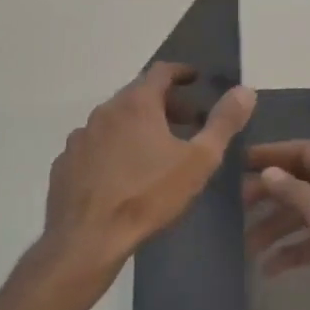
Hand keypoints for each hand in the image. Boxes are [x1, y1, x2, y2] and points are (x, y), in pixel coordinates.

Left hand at [38, 63, 255, 298]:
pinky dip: (112, 147)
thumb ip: (223, 123)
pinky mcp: (65, 162)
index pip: (161, 72)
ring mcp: (80, 137)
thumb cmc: (148, 195)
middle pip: (137, 95)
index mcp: (136, 104)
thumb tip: (245, 90)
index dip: (181, 72)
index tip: (195, 79)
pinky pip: (94, 145)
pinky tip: (121, 172)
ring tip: (155, 148)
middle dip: (164, 102)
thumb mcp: (198, 161)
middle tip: (186, 120)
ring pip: (114, 120)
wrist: (88, 238)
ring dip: (136, 125)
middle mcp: (104, 111)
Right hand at [244, 141, 309, 309]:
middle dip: (272, 193)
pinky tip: (269, 267)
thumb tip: (269, 171)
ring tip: (246, 243)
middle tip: (236, 204)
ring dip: (276, 225)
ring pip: (307, 213)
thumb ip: (298, 194)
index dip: (274, 154)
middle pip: (306, 182)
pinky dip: (291, 249)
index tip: (238, 161)